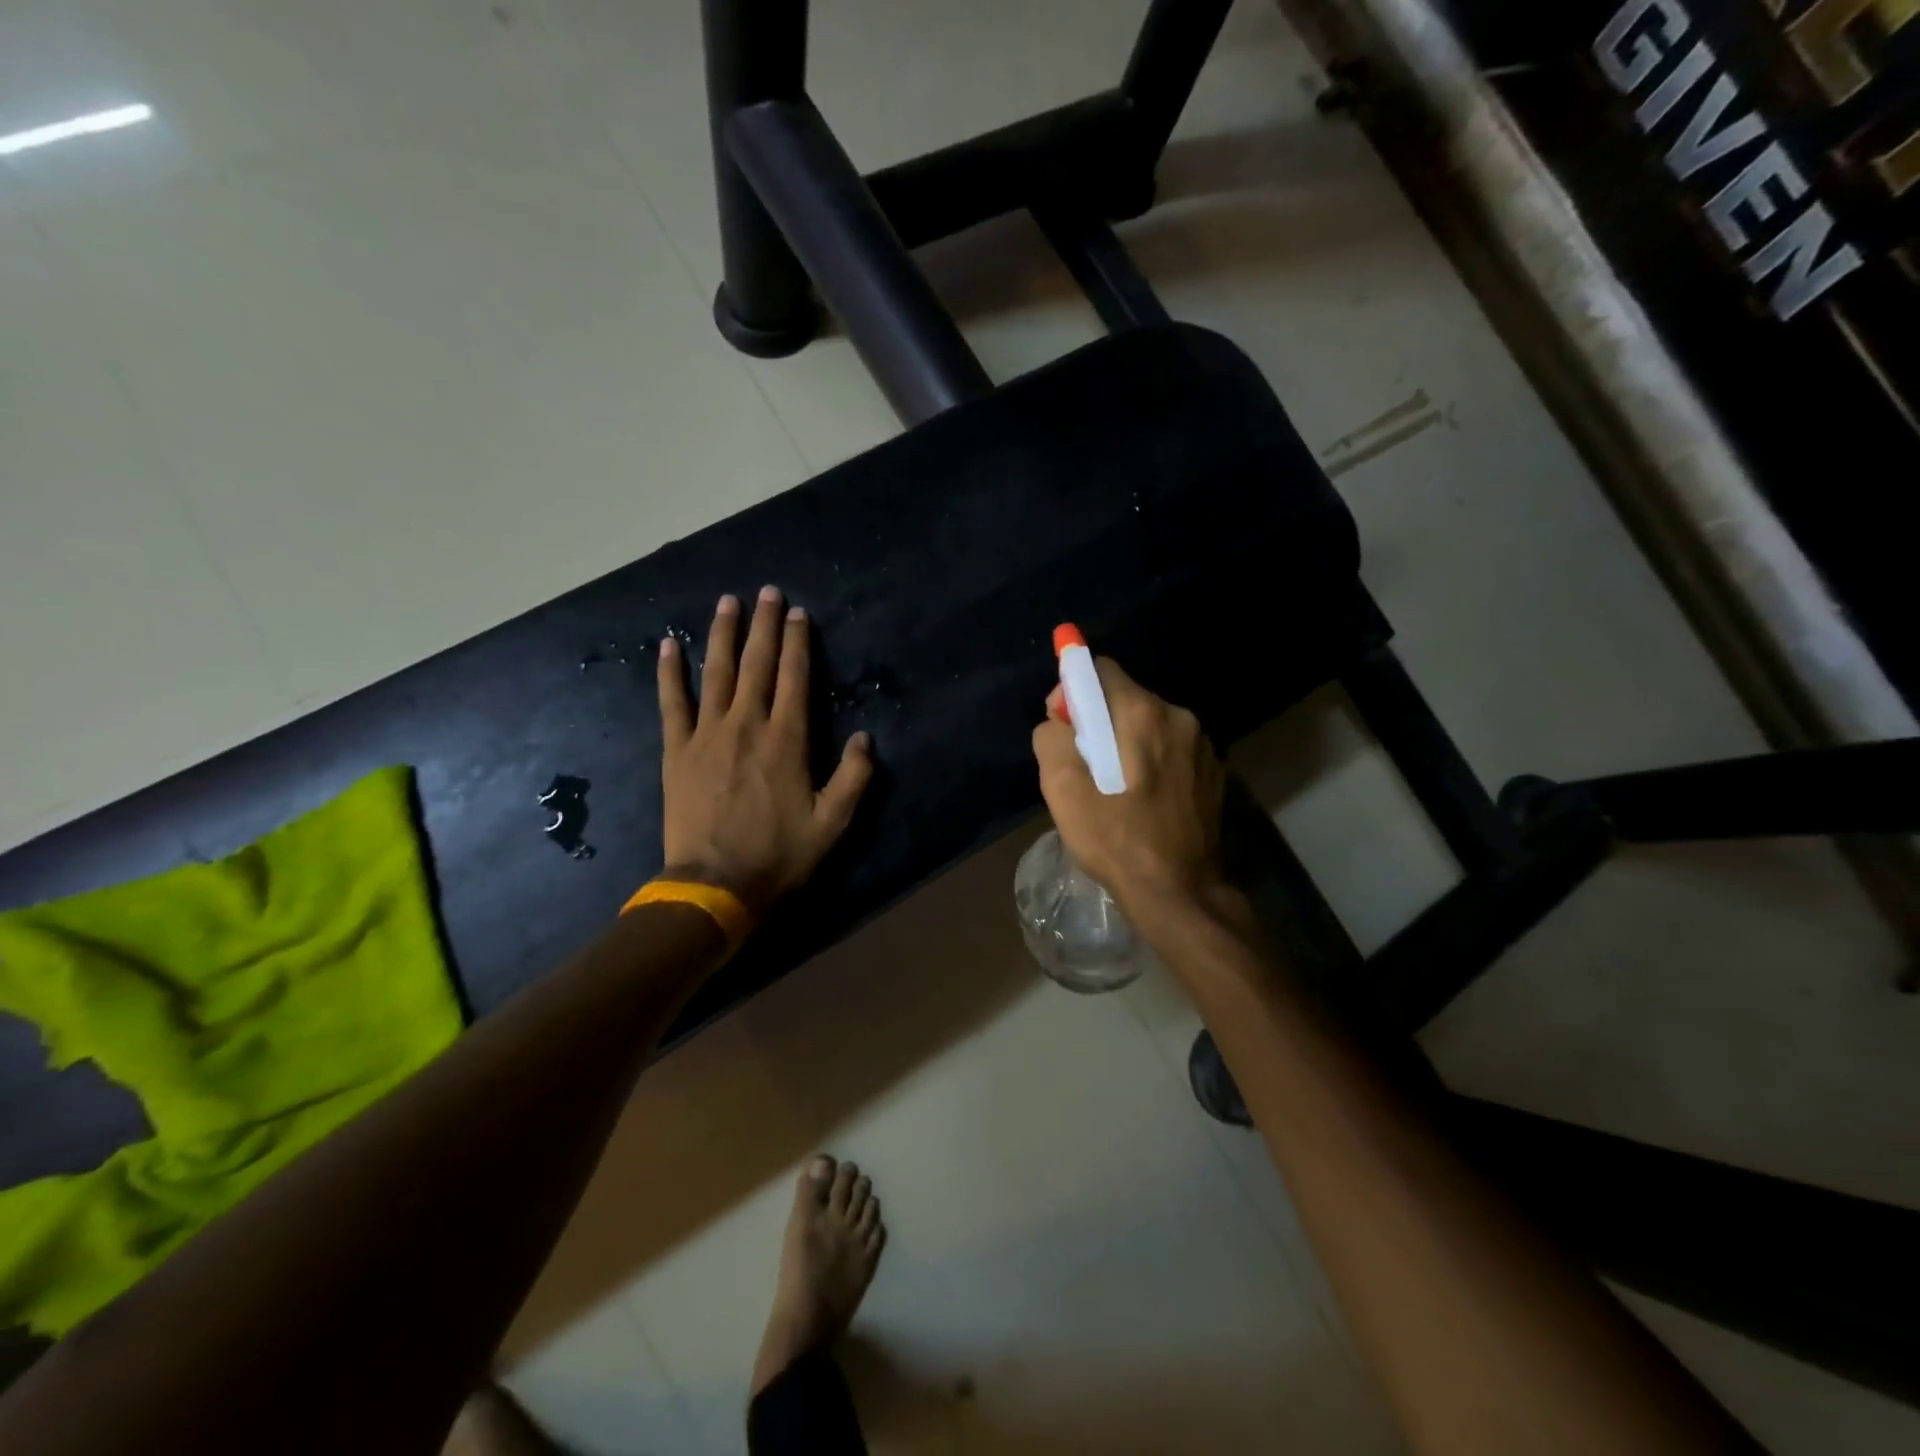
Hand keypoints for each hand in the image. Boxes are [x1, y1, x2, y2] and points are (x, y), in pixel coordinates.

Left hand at [658, 586, 872, 915]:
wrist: (715, 883)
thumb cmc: (779, 854)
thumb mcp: (833, 823)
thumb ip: (855, 777)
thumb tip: (865, 737)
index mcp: (787, 740)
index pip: (794, 677)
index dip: (797, 642)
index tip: (798, 613)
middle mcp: (748, 724)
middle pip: (757, 663)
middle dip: (764, 625)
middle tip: (767, 592)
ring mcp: (707, 734)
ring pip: (716, 672)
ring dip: (723, 634)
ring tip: (728, 602)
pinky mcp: (677, 750)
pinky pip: (672, 702)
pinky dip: (670, 672)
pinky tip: (669, 645)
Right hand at [1032, 657, 1228, 919]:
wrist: (1180, 892)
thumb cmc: (1116, 840)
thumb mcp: (1063, 790)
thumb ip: (1052, 738)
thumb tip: (1060, 720)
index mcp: (1142, 713)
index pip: (1100, 669)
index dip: (1072, 691)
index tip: (1062, 727)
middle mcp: (1179, 716)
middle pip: (1125, 697)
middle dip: (1097, 720)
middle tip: (1082, 765)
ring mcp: (1203, 744)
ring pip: (1148, 724)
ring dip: (1125, 742)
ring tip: (1112, 787)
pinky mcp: (1214, 771)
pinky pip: (1170, 748)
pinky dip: (1150, 760)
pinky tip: (1142, 799)